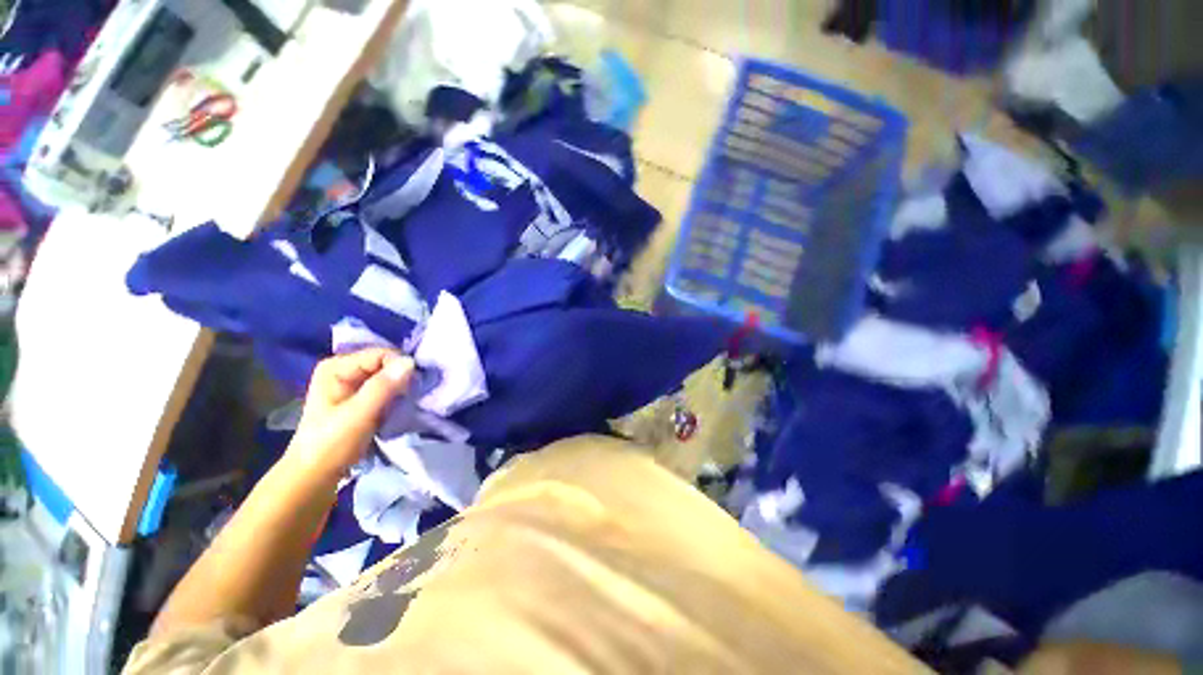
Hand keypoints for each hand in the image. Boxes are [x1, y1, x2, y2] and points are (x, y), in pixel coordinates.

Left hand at [285, 348, 413, 481]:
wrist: (316, 475)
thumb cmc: (332, 444)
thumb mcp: (358, 415)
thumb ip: (383, 387)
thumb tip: (411, 362)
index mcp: (336, 367)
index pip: (381, 354)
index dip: (399, 367)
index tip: (411, 388)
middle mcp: (344, 368)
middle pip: (385, 362)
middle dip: (402, 376)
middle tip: (410, 395)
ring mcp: (352, 383)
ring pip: (388, 375)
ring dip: (401, 387)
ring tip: (406, 402)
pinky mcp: (361, 396)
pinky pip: (387, 387)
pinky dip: (397, 394)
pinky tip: (400, 405)